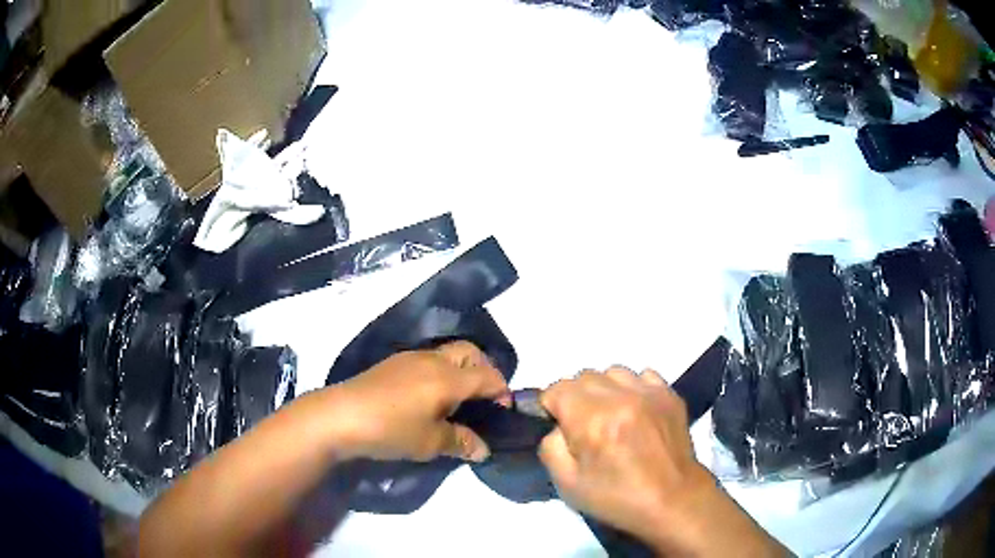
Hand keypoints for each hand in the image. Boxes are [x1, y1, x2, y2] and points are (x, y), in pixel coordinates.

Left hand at [331, 341, 510, 462]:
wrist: (339, 416)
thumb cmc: (391, 430)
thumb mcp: (430, 443)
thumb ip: (461, 443)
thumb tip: (483, 450)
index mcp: (448, 377)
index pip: (488, 376)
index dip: (502, 392)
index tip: (503, 412)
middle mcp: (432, 360)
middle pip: (471, 352)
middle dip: (485, 371)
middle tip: (483, 399)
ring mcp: (410, 358)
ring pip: (448, 354)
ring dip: (462, 370)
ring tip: (458, 401)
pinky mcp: (393, 364)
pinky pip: (429, 360)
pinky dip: (441, 372)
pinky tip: (430, 397)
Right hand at [539, 367, 710, 540]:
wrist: (672, 500)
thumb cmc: (617, 498)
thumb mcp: (567, 484)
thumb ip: (551, 446)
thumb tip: (556, 426)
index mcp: (593, 420)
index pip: (558, 388)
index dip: (551, 406)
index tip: (557, 424)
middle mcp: (621, 397)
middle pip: (584, 376)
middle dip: (576, 397)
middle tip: (583, 425)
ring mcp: (650, 392)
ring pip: (613, 372)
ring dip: (605, 390)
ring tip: (611, 415)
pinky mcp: (670, 395)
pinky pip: (643, 375)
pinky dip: (633, 388)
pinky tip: (635, 411)